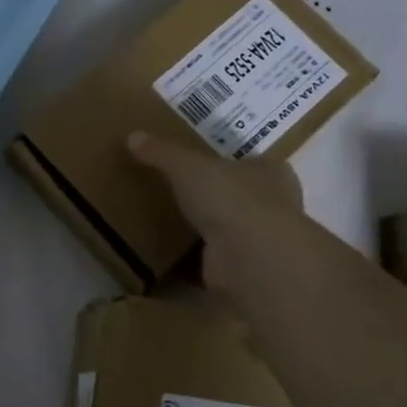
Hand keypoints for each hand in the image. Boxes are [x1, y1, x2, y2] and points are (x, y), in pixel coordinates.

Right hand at [128, 131, 302, 289]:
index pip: (253, 163)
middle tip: (179, 196)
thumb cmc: (230, 198)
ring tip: (168, 227)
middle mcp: (273, 206)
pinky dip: (194, 264)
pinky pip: (213, 263)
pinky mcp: (244, 271)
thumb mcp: (187, 166)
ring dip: (205, 233)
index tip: (203, 166)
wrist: (251, 258)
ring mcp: (261, 243)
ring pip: (230, 232)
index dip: (230, 164)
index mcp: (270, 172)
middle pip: (242, 198)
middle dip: (216, 199)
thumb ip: (162, 152)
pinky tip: (169, 260)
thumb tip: (133, 136)